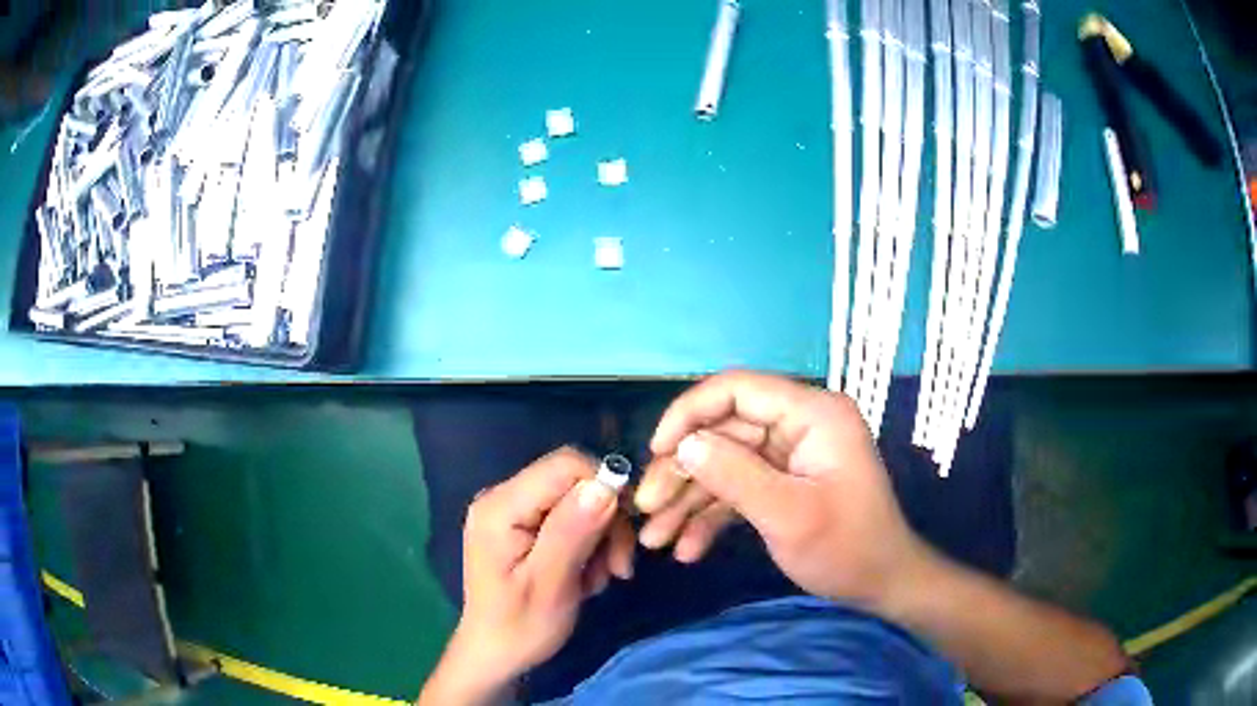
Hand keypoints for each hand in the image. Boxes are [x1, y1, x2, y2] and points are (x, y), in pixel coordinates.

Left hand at [420, 448, 634, 704]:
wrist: (496, 654)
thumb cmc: (520, 627)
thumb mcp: (550, 585)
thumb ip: (572, 532)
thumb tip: (606, 485)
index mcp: (500, 507)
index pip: (565, 465)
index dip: (605, 489)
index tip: (622, 538)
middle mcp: (503, 497)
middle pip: (574, 481)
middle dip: (606, 521)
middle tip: (617, 569)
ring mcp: (512, 510)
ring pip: (578, 500)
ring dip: (601, 538)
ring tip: (599, 579)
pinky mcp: (523, 525)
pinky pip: (569, 517)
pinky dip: (589, 544)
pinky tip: (586, 576)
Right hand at [645, 371, 929, 610]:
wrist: (881, 586)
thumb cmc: (846, 549)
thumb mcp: (788, 515)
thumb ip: (734, 475)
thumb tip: (683, 445)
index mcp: (812, 414)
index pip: (738, 389)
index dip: (690, 413)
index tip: (656, 451)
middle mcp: (799, 425)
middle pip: (723, 432)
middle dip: (682, 473)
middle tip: (646, 511)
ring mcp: (790, 455)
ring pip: (723, 464)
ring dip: (688, 501)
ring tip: (656, 539)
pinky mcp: (783, 483)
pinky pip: (737, 489)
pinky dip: (710, 517)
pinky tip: (688, 549)